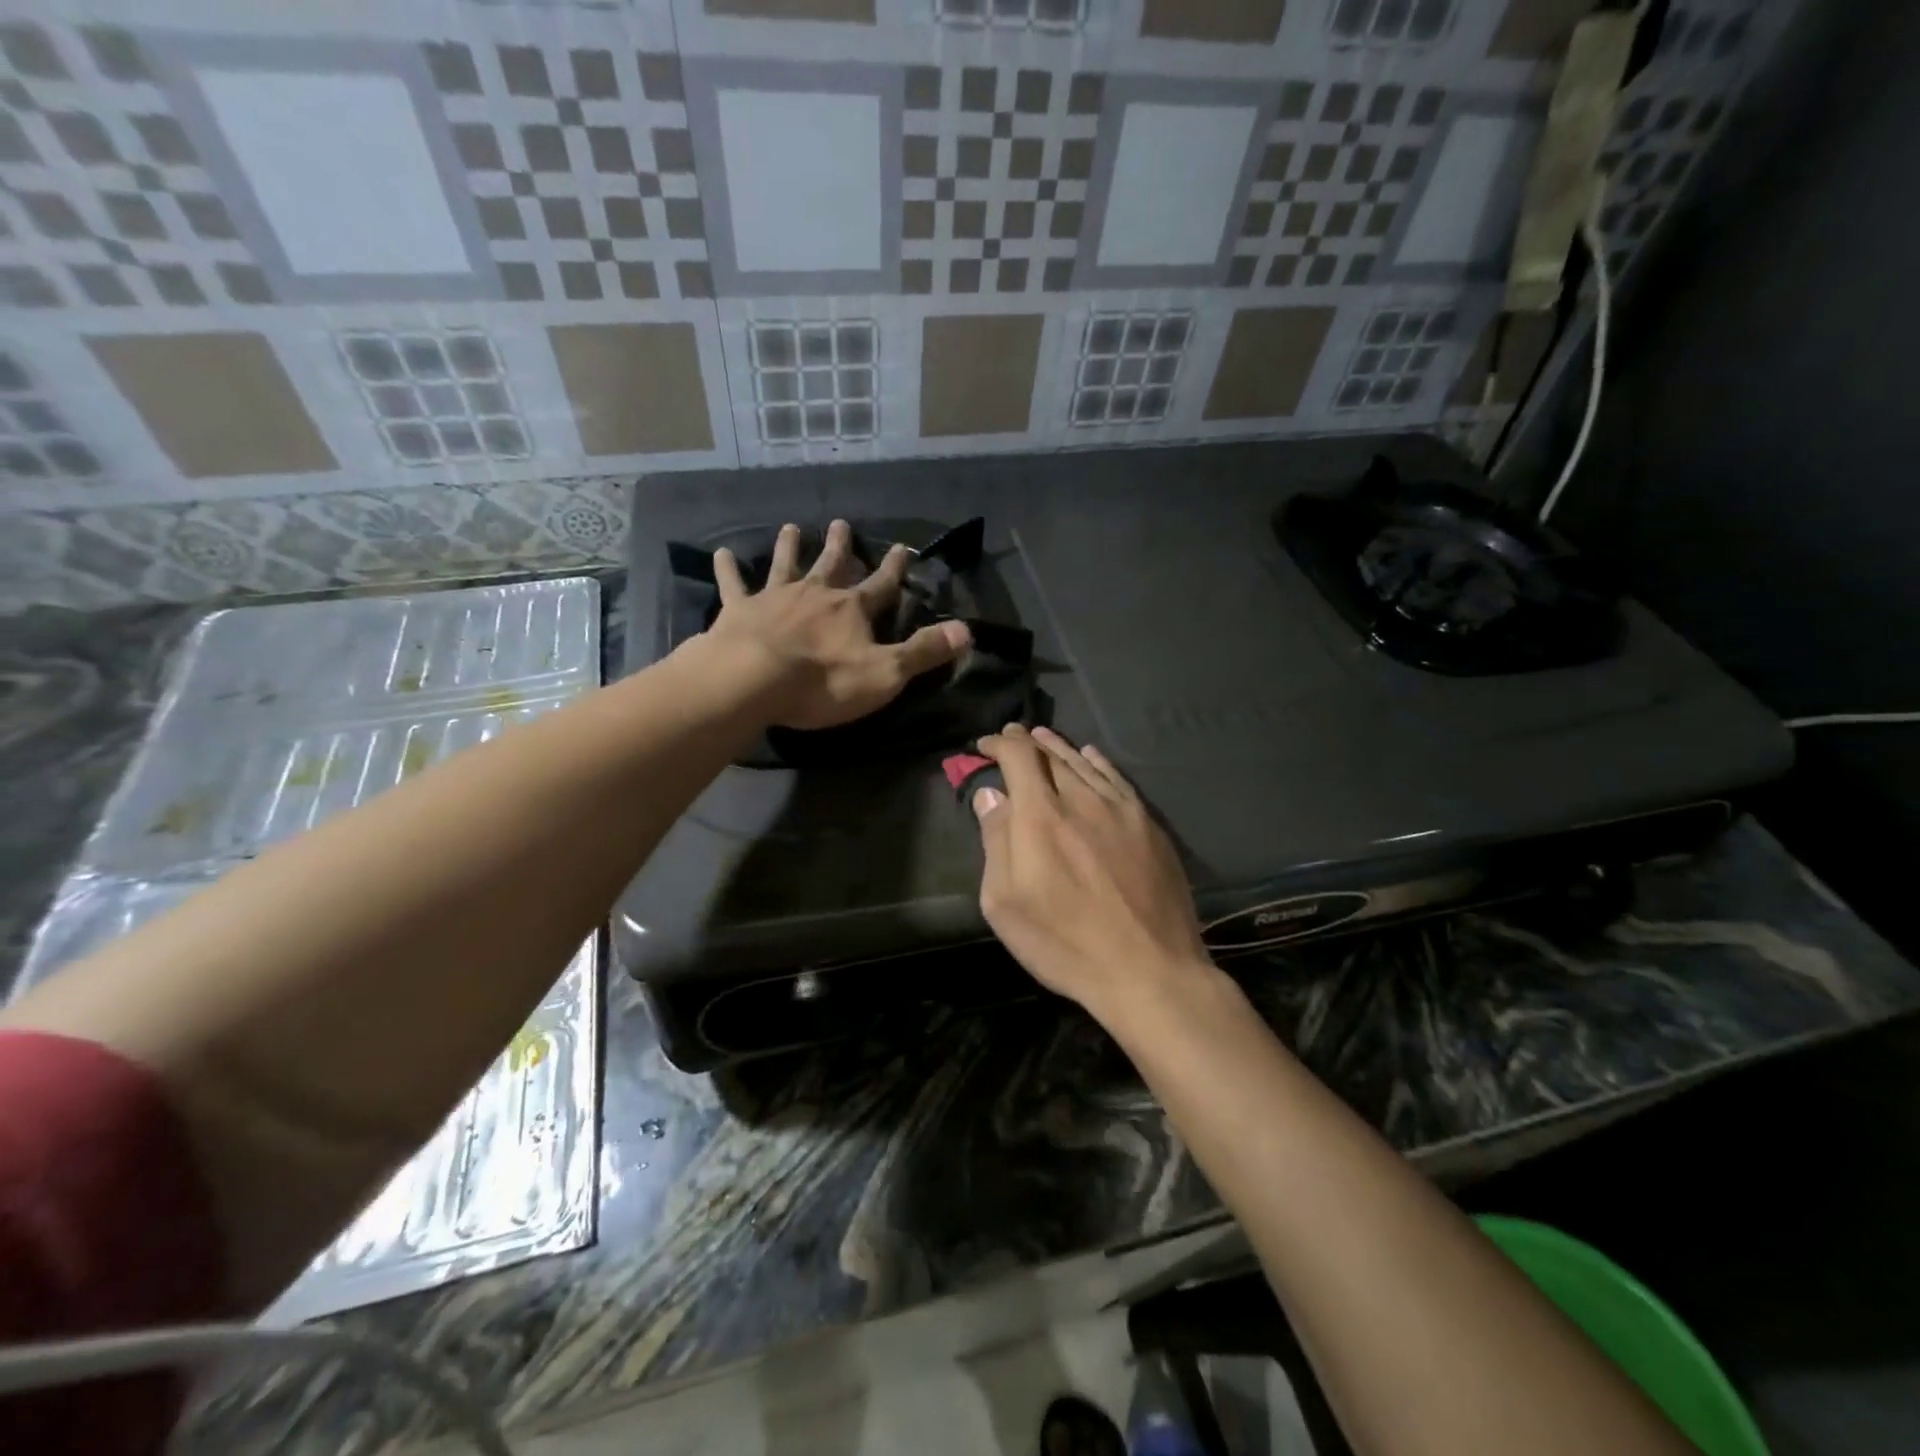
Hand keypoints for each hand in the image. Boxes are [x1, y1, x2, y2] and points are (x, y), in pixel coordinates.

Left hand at [706, 519, 970, 730]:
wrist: (753, 680)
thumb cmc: (823, 682)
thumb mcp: (886, 673)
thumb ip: (924, 651)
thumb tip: (967, 630)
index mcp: (851, 610)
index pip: (881, 585)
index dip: (894, 569)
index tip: (902, 548)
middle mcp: (815, 594)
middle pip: (831, 565)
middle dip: (840, 546)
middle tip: (841, 523)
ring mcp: (775, 598)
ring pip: (785, 565)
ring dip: (790, 547)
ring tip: (792, 527)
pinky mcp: (739, 610)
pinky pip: (734, 584)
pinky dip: (729, 569)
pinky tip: (722, 553)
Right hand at [972, 724, 1214, 1022]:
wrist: (1149, 970)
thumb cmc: (1065, 943)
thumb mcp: (1006, 903)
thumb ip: (996, 841)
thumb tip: (990, 795)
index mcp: (1040, 816)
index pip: (1018, 757)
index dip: (999, 744)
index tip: (985, 746)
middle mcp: (1080, 799)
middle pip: (1050, 754)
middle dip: (1026, 742)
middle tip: (1012, 737)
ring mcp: (1120, 809)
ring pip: (1084, 762)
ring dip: (1059, 747)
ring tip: (1043, 738)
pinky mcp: (1148, 824)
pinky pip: (1117, 778)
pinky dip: (1097, 762)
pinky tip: (1090, 756)